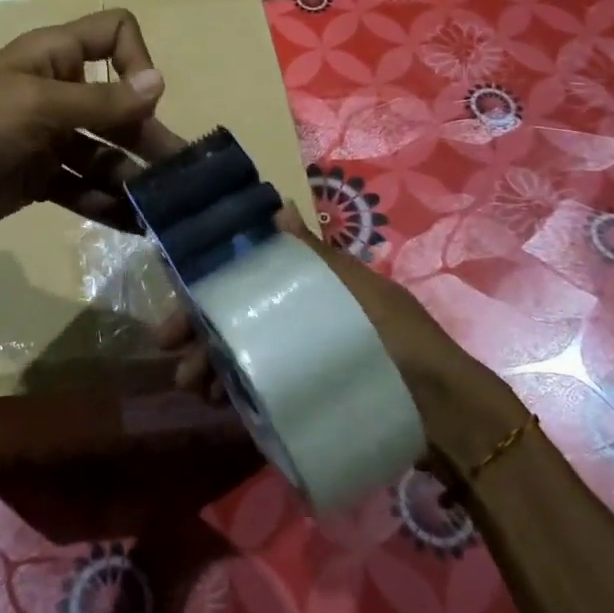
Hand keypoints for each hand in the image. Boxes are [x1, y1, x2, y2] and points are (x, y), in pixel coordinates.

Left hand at [0, 9, 189, 247]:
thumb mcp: (38, 106)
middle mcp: (58, 92)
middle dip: (150, 138)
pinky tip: (136, 226)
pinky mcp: (39, 179)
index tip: (143, 102)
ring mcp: (49, 138)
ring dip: (134, 178)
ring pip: (106, 153)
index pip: (114, 35)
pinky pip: (84, 187)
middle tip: (184, 176)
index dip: (138, 61)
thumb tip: (160, 85)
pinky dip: (108, 203)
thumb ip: (102, 102)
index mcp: (55, 57)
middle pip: (120, 107)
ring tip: (166, 211)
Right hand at [160, 204, 523, 464]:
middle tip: (173, 355)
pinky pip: (260, 389)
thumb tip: (278, 204)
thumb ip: (314, 256)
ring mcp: (301, 359)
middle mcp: (298, 319)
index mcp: (309, 286)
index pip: (247, 280)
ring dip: (212, 365)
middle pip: (238, 320)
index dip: (210, 289)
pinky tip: (219, 402)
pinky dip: (236, 391)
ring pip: (243, 356)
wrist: (440, 408)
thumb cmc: (396, 336)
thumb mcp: (355, 290)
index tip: (181, 304)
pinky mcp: (306, 394)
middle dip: (202, 334)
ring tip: (193, 385)